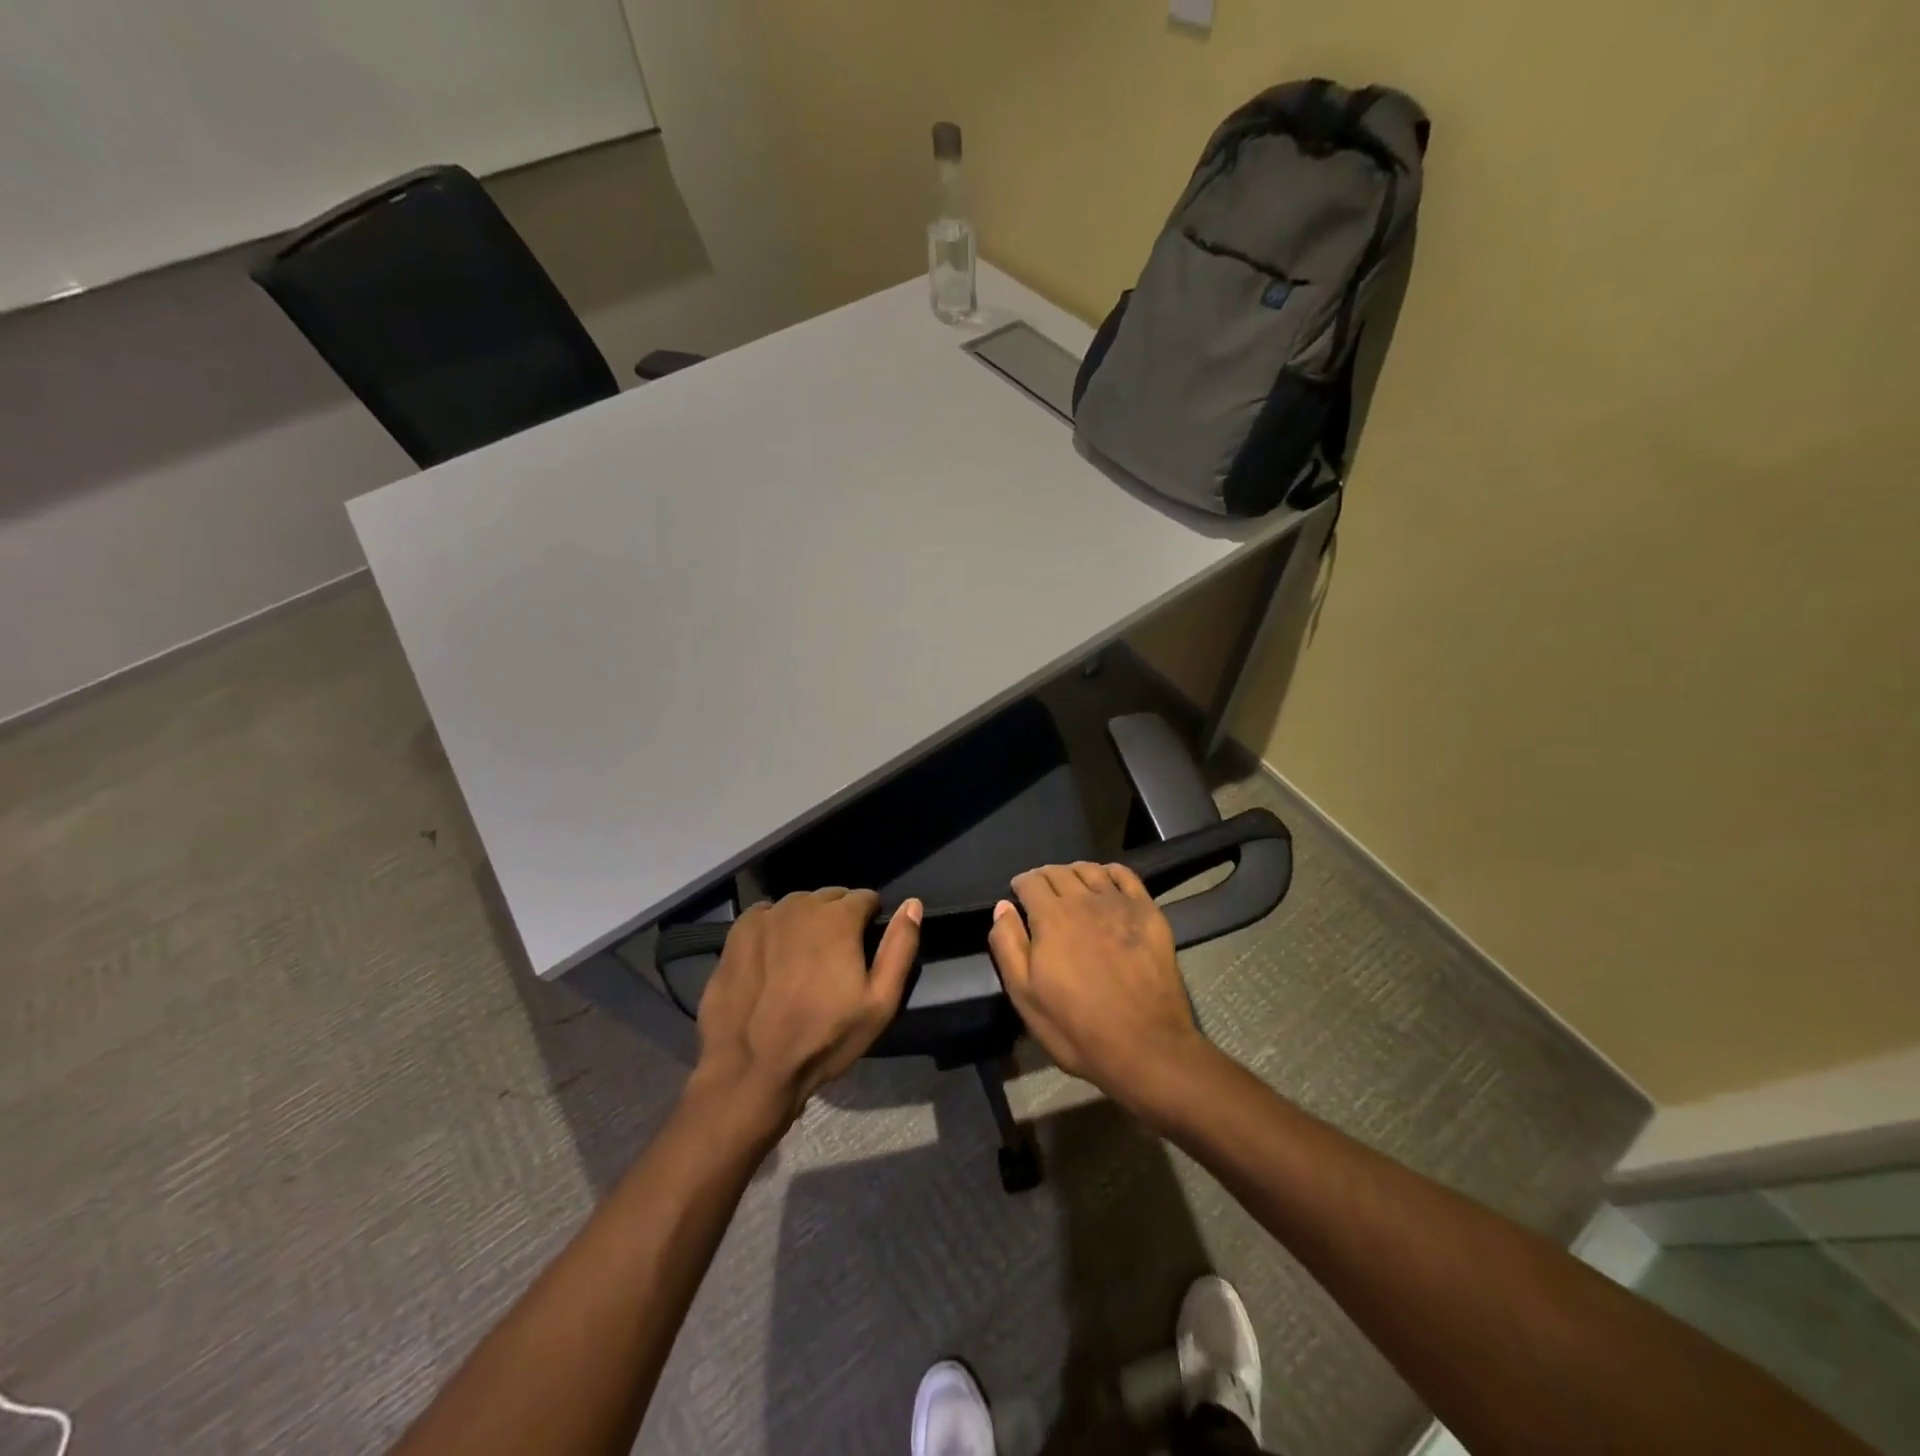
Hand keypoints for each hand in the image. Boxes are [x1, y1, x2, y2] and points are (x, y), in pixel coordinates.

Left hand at [694, 888, 920, 1127]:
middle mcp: (801, 905)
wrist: (751, 1069)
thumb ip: (900, 947)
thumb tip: (912, 904)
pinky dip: (775, 928)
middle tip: (835, 959)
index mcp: (838, 917)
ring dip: (807, 922)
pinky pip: (766, 916)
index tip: (864, 949)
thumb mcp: (880, 1002)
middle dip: (838, 919)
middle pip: (830, 898)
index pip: (865, 898)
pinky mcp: (737, 933)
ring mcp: (765, 917)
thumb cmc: (824, 1039)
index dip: (870, 921)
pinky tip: (772, 959)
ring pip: (797, 906)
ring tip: (803, 960)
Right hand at [988, 862, 1207, 1112]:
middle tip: (1041, 892)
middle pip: (1059, 872)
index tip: (1018, 894)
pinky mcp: (1148, 913)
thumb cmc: (1077, 1028)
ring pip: (1090, 870)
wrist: (1146, 1046)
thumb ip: (1008, 945)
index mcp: (1051, 918)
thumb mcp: (1025, 996)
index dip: (1021, 884)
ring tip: (1070, 885)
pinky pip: (1126, 876)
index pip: (1030, 882)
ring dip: (1074, 872)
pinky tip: (1105, 880)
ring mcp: (1119, 904)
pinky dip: (1109, 871)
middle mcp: (1084, 900)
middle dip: (1044, 877)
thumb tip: (1002, 907)